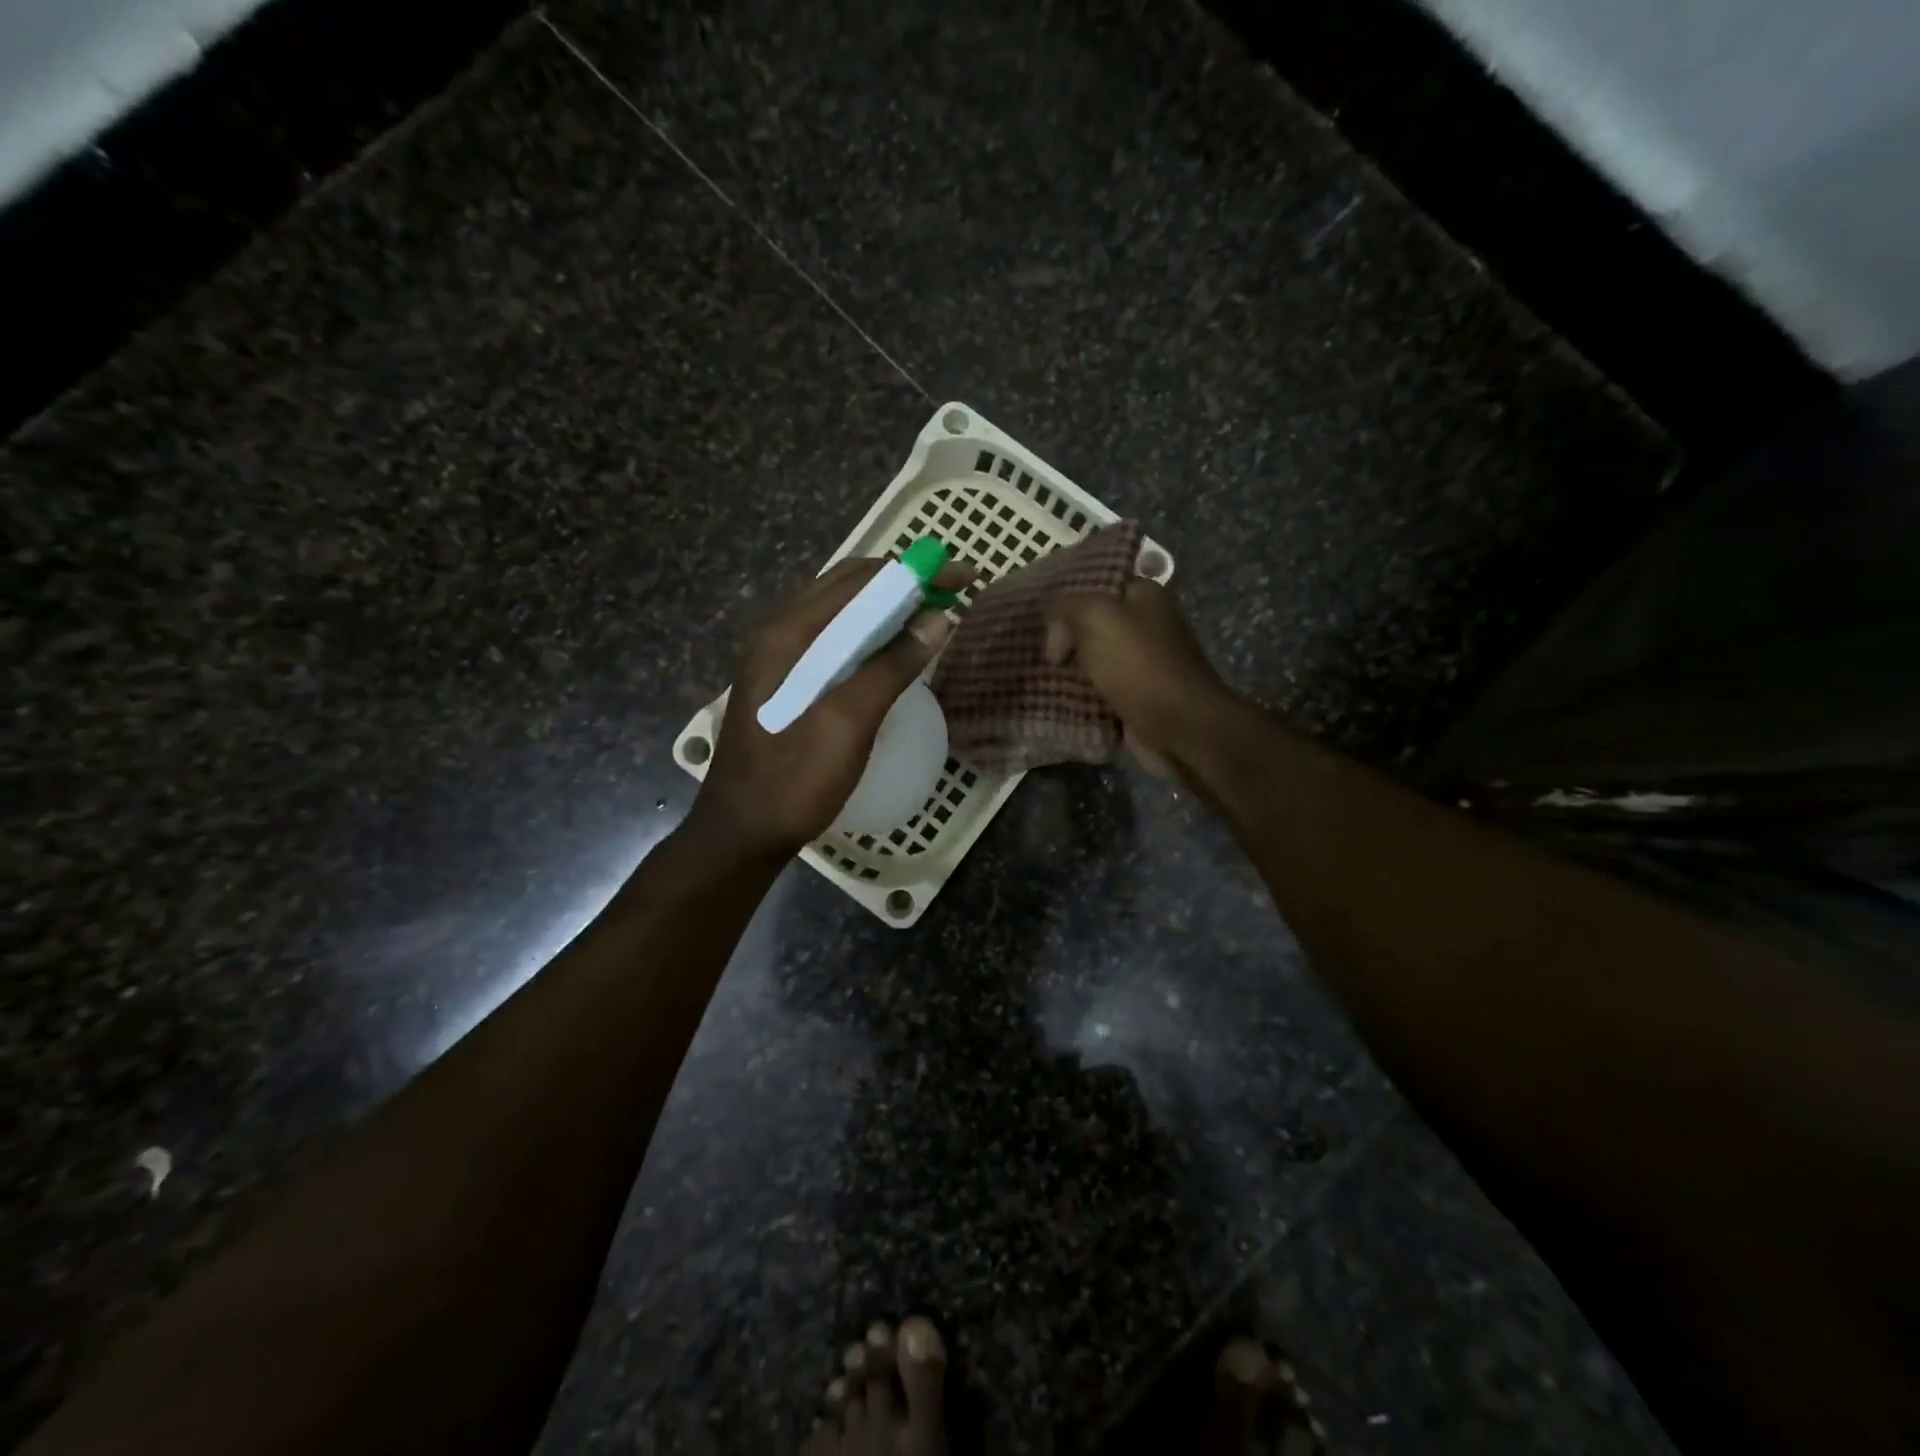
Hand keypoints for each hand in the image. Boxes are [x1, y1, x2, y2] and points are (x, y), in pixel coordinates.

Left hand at [688, 557, 971, 859]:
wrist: (742, 832)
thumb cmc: (794, 782)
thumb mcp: (848, 725)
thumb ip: (890, 668)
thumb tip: (937, 619)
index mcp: (788, 632)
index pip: (860, 579)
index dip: (915, 572)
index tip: (962, 579)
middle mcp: (778, 631)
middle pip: (849, 587)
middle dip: (903, 582)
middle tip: (952, 595)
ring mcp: (777, 656)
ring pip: (841, 611)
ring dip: (887, 606)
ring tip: (931, 618)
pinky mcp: (784, 680)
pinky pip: (833, 639)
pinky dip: (869, 633)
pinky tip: (892, 653)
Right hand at [1044, 578, 1234, 773]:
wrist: (1178, 727)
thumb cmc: (1139, 664)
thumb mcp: (1096, 617)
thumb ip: (1067, 607)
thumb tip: (1053, 626)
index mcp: (1145, 596)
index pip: (1098, 585)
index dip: (1068, 598)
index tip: (1040, 617)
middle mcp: (1147, 625)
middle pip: (1093, 624)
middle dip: (1065, 636)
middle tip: (1035, 649)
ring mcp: (1142, 663)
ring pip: (1093, 659)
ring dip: (1068, 669)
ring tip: (1037, 673)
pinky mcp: (1136, 697)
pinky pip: (1098, 690)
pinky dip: (1079, 695)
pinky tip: (1054, 698)